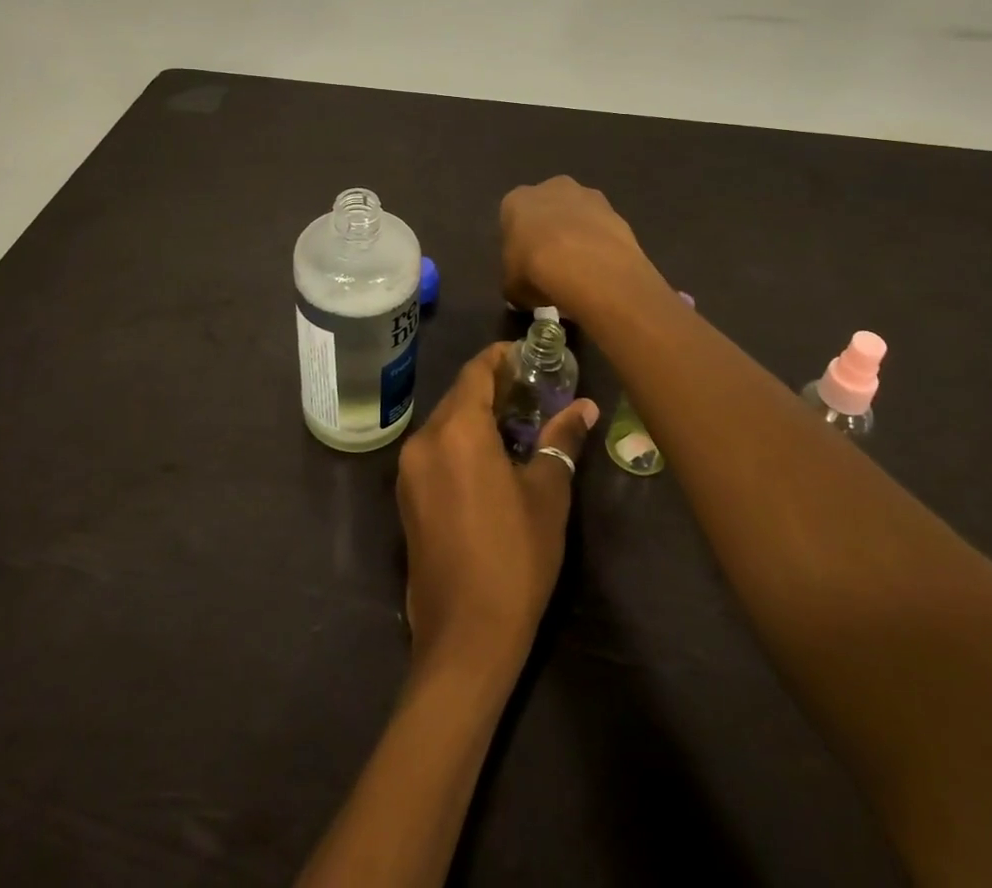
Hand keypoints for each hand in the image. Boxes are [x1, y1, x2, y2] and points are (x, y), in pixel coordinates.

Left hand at [397, 344, 600, 671]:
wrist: (465, 636)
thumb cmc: (514, 556)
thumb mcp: (547, 495)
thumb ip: (561, 441)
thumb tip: (585, 408)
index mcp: (457, 430)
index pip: (476, 371)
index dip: (501, 357)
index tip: (530, 356)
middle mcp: (424, 440)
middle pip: (459, 396)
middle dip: (493, 388)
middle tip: (533, 391)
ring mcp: (409, 470)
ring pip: (445, 424)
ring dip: (477, 416)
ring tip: (517, 423)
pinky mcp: (406, 498)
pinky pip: (435, 451)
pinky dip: (461, 443)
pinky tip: (490, 460)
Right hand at [500, 176, 656, 317]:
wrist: (587, 266)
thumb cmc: (535, 269)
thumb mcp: (512, 287)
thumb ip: (515, 283)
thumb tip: (522, 293)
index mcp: (517, 200)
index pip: (513, 218)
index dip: (520, 243)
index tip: (525, 265)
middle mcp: (551, 188)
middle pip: (549, 208)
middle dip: (550, 231)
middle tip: (553, 264)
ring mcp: (588, 196)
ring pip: (579, 215)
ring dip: (579, 235)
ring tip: (582, 271)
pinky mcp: (616, 212)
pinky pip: (603, 229)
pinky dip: (602, 245)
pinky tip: (602, 270)